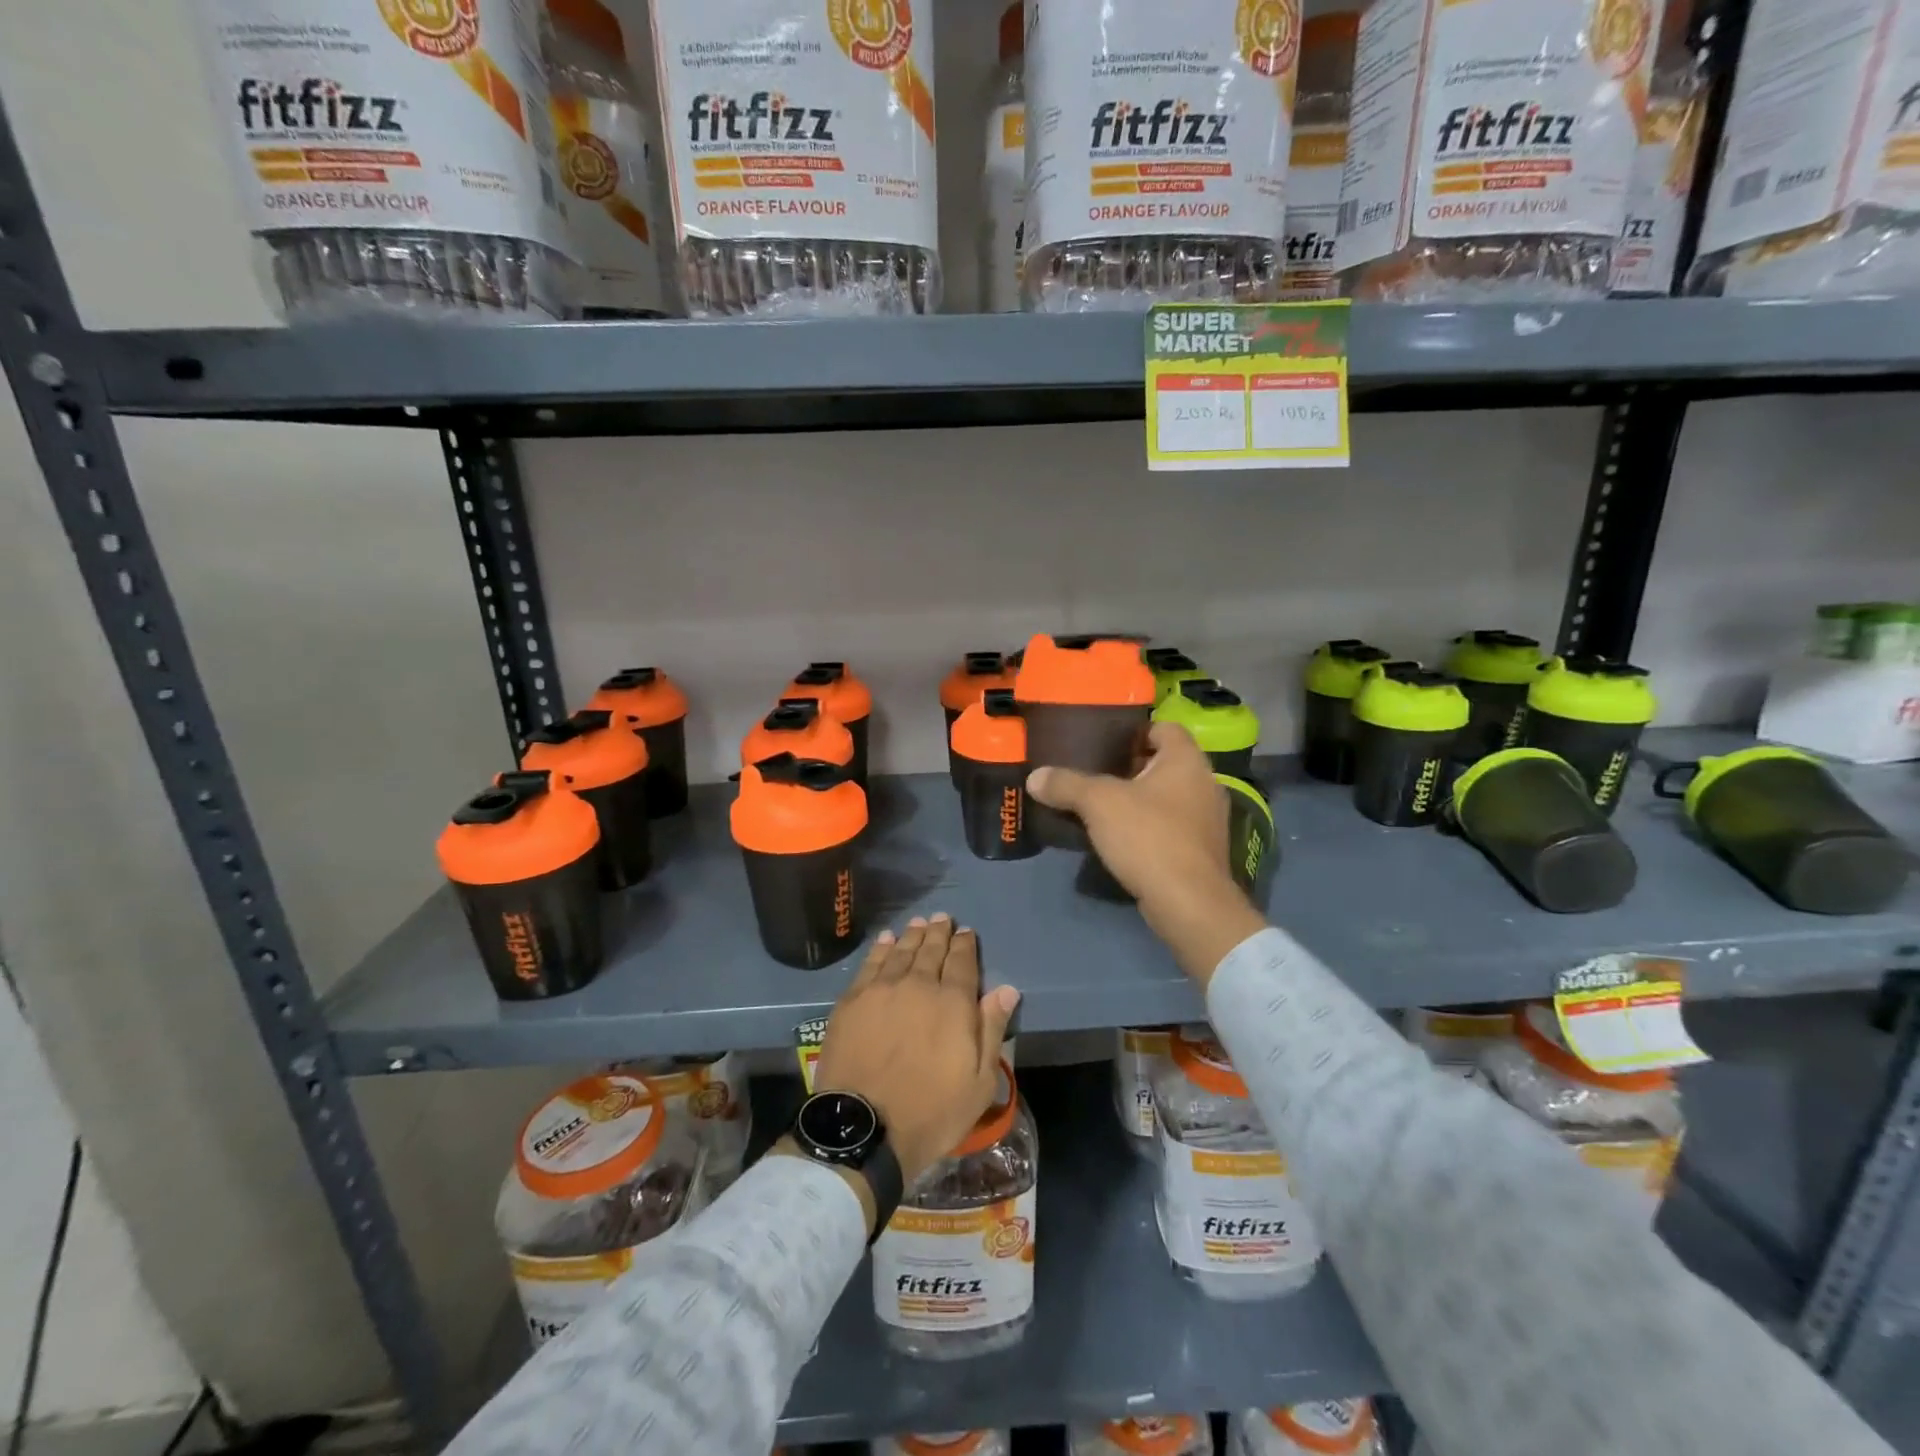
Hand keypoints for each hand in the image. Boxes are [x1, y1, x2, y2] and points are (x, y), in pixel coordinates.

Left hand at [813, 914, 1020, 1186]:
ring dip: (912, 935)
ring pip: (901, 952)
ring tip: (918, 923)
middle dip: (939, 933)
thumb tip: (1007, 989)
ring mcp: (882, 990)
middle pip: (931, 951)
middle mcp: (919, 985)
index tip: (966, 932)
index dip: (965, 945)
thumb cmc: (931, 1112)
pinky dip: (881, 948)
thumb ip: (992, 1030)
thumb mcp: (979, 1082)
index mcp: (953, 1003)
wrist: (864, 1128)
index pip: (962, 963)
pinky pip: (871, 964)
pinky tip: (886, 940)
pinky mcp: (852, 1000)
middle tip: (942, 918)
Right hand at [1027, 722, 1265, 985]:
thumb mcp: (1098, 803)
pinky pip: (1171, 826)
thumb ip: (1066, 784)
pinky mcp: (1202, 851)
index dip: (1135, 731)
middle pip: (1164, 763)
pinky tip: (1120, 839)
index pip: (1165, 728)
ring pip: (1168, 797)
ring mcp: (1208, 820)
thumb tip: (1035, 777)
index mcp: (1187, 760)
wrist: (1188, 903)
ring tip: (1101, 807)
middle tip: (1094, 774)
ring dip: (1139, 800)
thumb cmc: (1149, 836)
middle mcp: (1205, 783)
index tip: (1104, 743)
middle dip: (1130, 767)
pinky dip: (1148, 827)